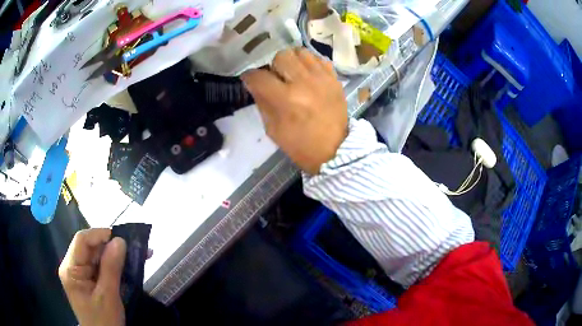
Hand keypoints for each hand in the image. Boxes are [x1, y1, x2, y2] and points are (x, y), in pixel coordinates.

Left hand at [59, 229, 126, 325]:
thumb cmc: (103, 321)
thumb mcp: (108, 296)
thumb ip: (111, 268)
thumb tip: (120, 241)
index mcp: (70, 269)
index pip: (82, 241)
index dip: (100, 234)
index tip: (122, 238)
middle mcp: (72, 266)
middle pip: (90, 247)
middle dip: (111, 246)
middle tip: (134, 247)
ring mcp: (79, 273)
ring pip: (96, 255)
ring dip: (114, 255)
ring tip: (135, 255)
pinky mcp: (87, 279)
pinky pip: (99, 266)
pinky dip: (113, 265)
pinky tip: (127, 266)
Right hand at [242, 48, 347, 174]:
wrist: (336, 149)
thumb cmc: (301, 145)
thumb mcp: (273, 130)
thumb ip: (262, 103)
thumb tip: (255, 84)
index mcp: (286, 99)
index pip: (259, 76)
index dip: (250, 77)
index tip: (250, 80)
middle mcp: (304, 83)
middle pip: (281, 56)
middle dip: (273, 66)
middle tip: (277, 78)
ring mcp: (322, 78)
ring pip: (300, 52)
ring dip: (292, 61)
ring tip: (293, 73)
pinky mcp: (335, 78)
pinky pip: (318, 58)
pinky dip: (310, 63)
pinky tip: (308, 75)